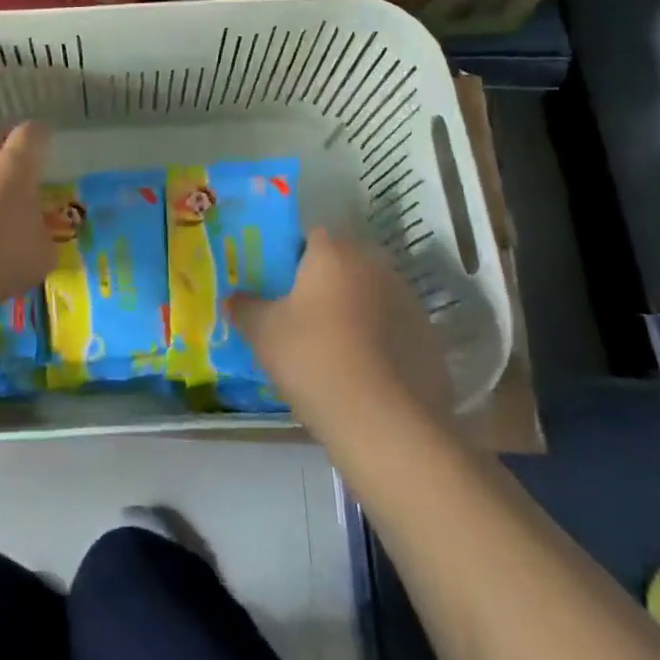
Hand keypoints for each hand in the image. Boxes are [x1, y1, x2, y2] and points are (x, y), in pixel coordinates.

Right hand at [233, 229, 451, 422]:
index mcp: (334, 253)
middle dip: (322, 282)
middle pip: (342, 264)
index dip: (291, 255)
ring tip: (330, 347)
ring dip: (352, 310)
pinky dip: (376, 340)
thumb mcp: (263, 333)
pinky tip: (360, 371)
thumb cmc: (314, 360)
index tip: (276, 283)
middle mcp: (375, 266)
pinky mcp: (427, 338)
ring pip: (369, 295)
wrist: (385, 424)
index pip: (310, 235)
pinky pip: (392, 328)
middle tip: (298, 314)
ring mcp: (408, 301)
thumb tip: (231, 298)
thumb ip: (244, 308)